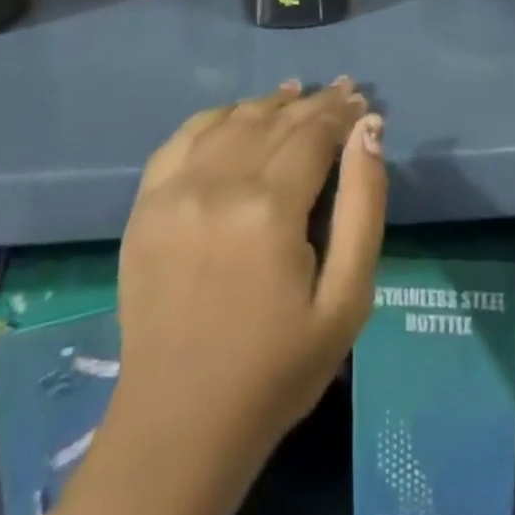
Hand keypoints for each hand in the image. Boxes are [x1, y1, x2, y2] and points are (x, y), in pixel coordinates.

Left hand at [57, 79, 385, 514]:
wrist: (181, 424)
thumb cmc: (278, 367)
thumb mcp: (346, 300)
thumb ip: (364, 207)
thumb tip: (369, 130)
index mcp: (270, 208)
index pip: (313, 133)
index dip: (340, 112)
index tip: (361, 101)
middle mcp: (219, 183)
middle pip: (275, 121)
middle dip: (314, 103)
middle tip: (341, 91)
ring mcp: (175, 190)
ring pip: (232, 121)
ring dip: (268, 103)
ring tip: (297, 93)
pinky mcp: (145, 204)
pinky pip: (184, 137)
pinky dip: (216, 117)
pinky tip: (238, 114)